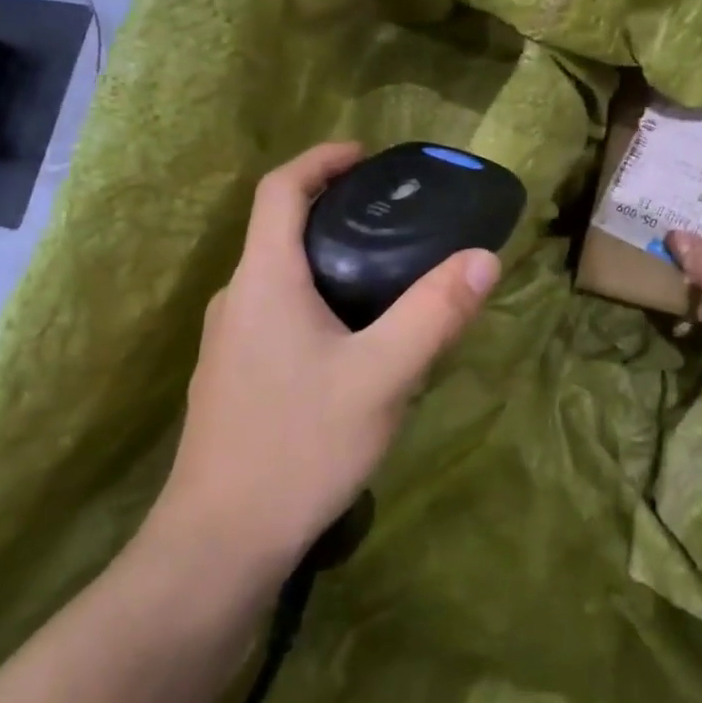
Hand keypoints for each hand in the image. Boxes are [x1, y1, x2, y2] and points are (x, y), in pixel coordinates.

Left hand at [149, 142, 499, 582]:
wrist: (218, 546)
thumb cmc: (299, 446)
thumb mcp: (382, 376)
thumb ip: (434, 314)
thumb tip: (483, 258)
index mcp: (264, 279)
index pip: (280, 188)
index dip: (321, 159)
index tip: (367, 156)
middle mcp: (237, 298)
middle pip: (280, 228)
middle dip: (332, 207)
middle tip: (393, 215)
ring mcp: (229, 341)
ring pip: (279, 275)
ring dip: (325, 256)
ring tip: (384, 271)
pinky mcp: (233, 377)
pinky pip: (276, 312)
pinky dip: (315, 297)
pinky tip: (353, 338)